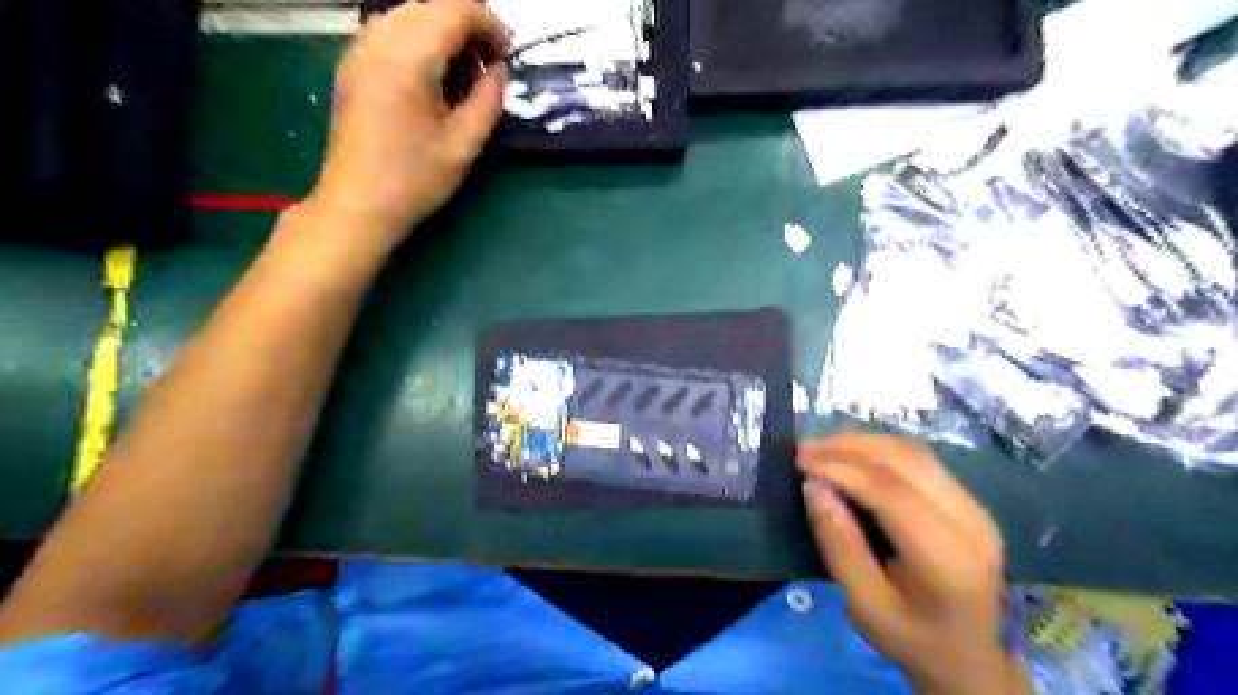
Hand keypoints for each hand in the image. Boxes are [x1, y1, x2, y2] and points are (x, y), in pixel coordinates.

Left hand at [311, 1, 509, 252]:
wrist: (356, 205)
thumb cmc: (413, 180)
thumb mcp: (464, 145)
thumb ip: (487, 100)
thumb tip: (497, 71)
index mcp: (407, 59)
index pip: (455, 9)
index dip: (490, 24)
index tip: (506, 57)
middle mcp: (378, 41)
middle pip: (431, 4)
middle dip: (467, 25)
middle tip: (487, 67)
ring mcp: (359, 50)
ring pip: (409, 13)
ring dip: (443, 31)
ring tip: (462, 73)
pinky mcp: (352, 65)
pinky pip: (390, 30)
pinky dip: (419, 40)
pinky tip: (432, 78)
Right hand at [797, 434, 1031, 693]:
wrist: (970, 659)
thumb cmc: (912, 638)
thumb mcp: (864, 604)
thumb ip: (839, 544)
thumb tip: (813, 486)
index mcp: (948, 558)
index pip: (892, 493)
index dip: (842, 468)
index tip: (800, 460)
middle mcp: (970, 522)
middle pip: (906, 462)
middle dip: (849, 447)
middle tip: (804, 448)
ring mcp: (975, 507)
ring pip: (914, 453)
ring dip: (863, 442)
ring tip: (821, 446)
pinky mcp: (968, 500)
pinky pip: (920, 460)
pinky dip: (880, 449)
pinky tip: (851, 453)